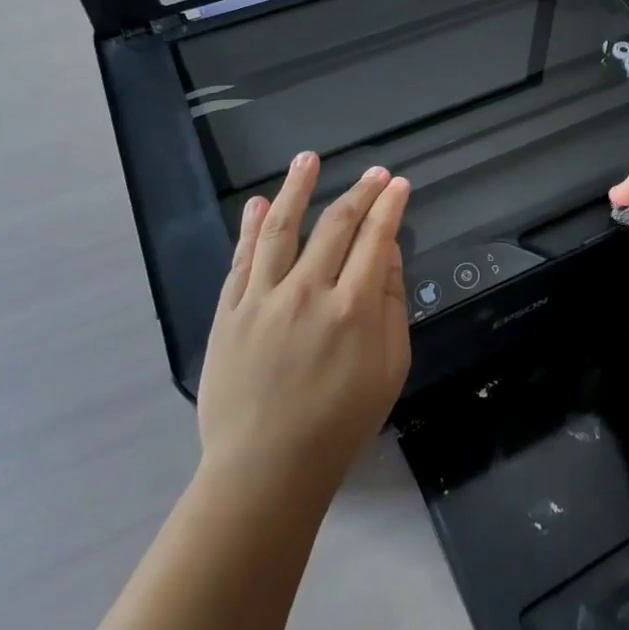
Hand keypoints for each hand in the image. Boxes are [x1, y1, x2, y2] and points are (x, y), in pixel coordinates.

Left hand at [195, 152, 411, 497]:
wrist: (266, 470)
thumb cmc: (340, 422)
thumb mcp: (389, 368)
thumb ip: (391, 304)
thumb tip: (386, 251)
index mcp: (353, 308)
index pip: (376, 238)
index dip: (390, 206)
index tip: (399, 184)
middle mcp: (308, 292)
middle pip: (335, 226)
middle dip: (360, 192)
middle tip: (374, 172)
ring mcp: (263, 299)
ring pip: (281, 229)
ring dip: (296, 189)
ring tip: (307, 159)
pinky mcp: (229, 313)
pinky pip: (242, 260)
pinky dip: (250, 228)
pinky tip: (257, 204)